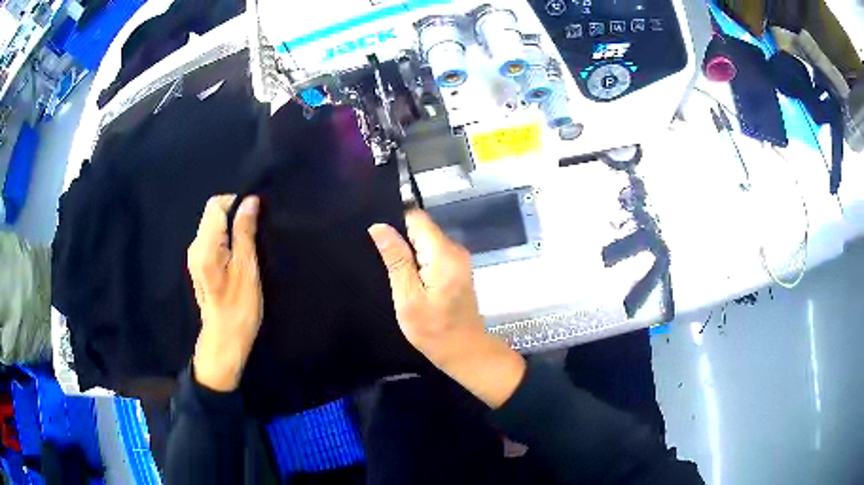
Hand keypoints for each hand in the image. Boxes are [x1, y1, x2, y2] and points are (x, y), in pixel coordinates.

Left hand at [187, 195, 262, 391]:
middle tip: (254, 235)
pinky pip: (212, 238)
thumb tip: (250, 201)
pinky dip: (225, 238)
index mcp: (205, 247)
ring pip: (213, 225)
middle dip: (234, 215)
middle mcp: (195, 246)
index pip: (216, 205)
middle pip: (213, 214)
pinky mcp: (198, 263)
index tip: (254, 218)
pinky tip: (237, 256)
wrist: (225, 339)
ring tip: (248, 247)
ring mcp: (194, 255)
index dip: (236, 204)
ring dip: (231, 228)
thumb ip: (245, 232)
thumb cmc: (239, 307)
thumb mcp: (247, 269)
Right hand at [368, 210, 525, 407]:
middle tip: (377, 257)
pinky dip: (417, 261)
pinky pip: (432, 254)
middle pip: (421, 228)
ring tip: (389, 269)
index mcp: (443, 253)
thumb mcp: (408, 297)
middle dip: (399, 238)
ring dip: (407, 252)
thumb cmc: (434, 330)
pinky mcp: (456, 269)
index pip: (416, 217)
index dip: (394, 222)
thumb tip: (379, 226)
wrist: (465, 351)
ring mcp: (458, 259)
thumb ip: (396, 260)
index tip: (375, 236)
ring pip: (425, 241)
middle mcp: (455, 249)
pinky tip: (407, 278)